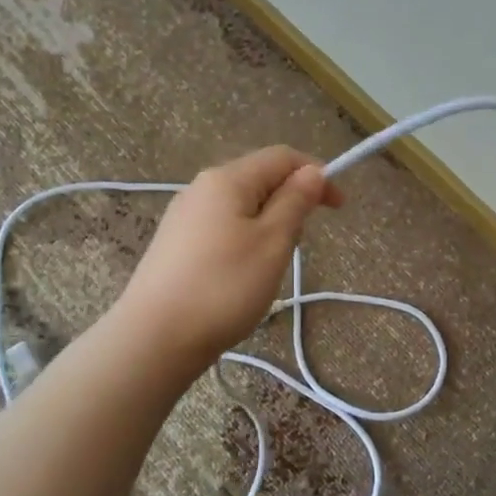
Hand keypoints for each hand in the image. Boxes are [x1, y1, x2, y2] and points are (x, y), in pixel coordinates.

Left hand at [118, 146, 343, 367]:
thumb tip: (312, 171)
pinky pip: (222, 226)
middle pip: (259, 178)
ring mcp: (184, 216)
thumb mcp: (273, 242)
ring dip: (269, 222)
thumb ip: (295, 202)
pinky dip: (245, 238)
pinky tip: (243, 272)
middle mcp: (201, 188)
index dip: (316, 174)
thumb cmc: (225, 287)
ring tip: (274, 263)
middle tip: (303, 242)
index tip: (339, 208)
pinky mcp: (175, 244)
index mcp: (227, 179)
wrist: (155, 337)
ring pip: (241, 205)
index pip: (281, 157)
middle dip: (291, 200)